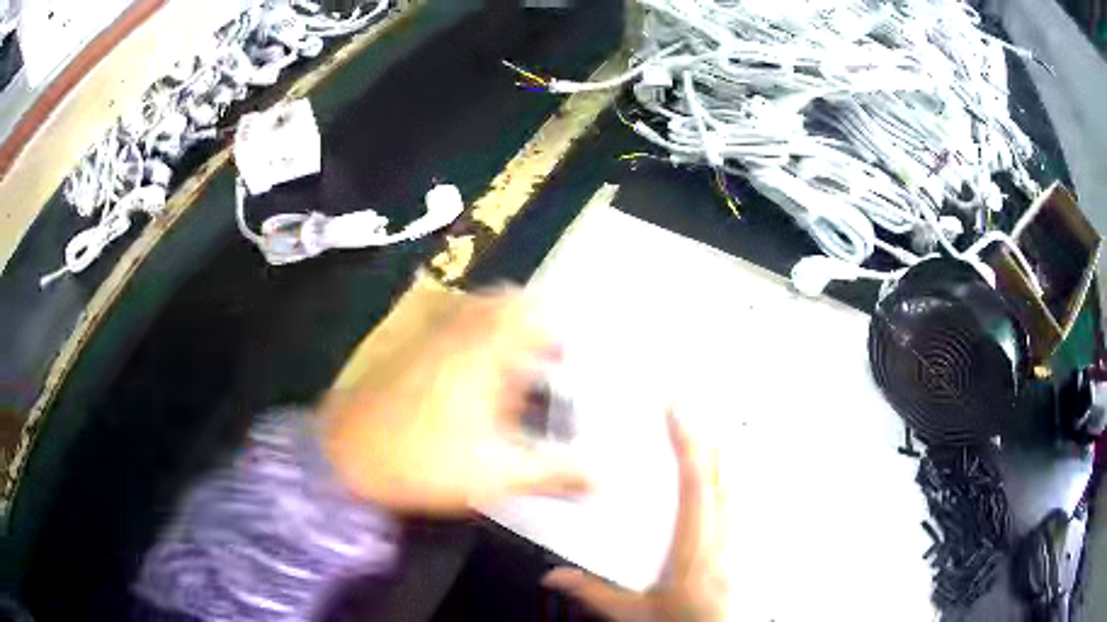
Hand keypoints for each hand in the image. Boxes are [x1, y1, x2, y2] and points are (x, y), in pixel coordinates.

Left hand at [321, 288, 588, 514]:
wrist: (344, 459)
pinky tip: (458, 382)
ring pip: (466, 312)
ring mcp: (419, 334)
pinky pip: (438, 325)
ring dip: (490, 332)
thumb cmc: (424, 462)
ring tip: (499, 375)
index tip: (558, 356)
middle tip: (533, 366)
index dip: (547, 325)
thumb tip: (598, 477)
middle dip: (521, 328)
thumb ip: (553, 473)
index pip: (523, 306)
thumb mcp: (497, 474)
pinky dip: (459, 339)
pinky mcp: (396, 347)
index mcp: (481, 348)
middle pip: (496, 303)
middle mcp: (451, 328)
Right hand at [543, 411, 729, 621]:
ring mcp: (742, 542)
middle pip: (721, 474)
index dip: (687, 445)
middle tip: (689, 405)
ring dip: (723, 450)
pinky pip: (747, 499)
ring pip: (739, 483)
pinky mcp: (749, 545)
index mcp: (693, 556)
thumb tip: (558, 576)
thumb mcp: (635, 614)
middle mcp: (724, 543)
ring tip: (707, 422)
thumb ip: (594, 592)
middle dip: (705, 435)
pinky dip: (737, 473)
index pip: (694, 488)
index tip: (677, 413)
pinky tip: (732, 463)